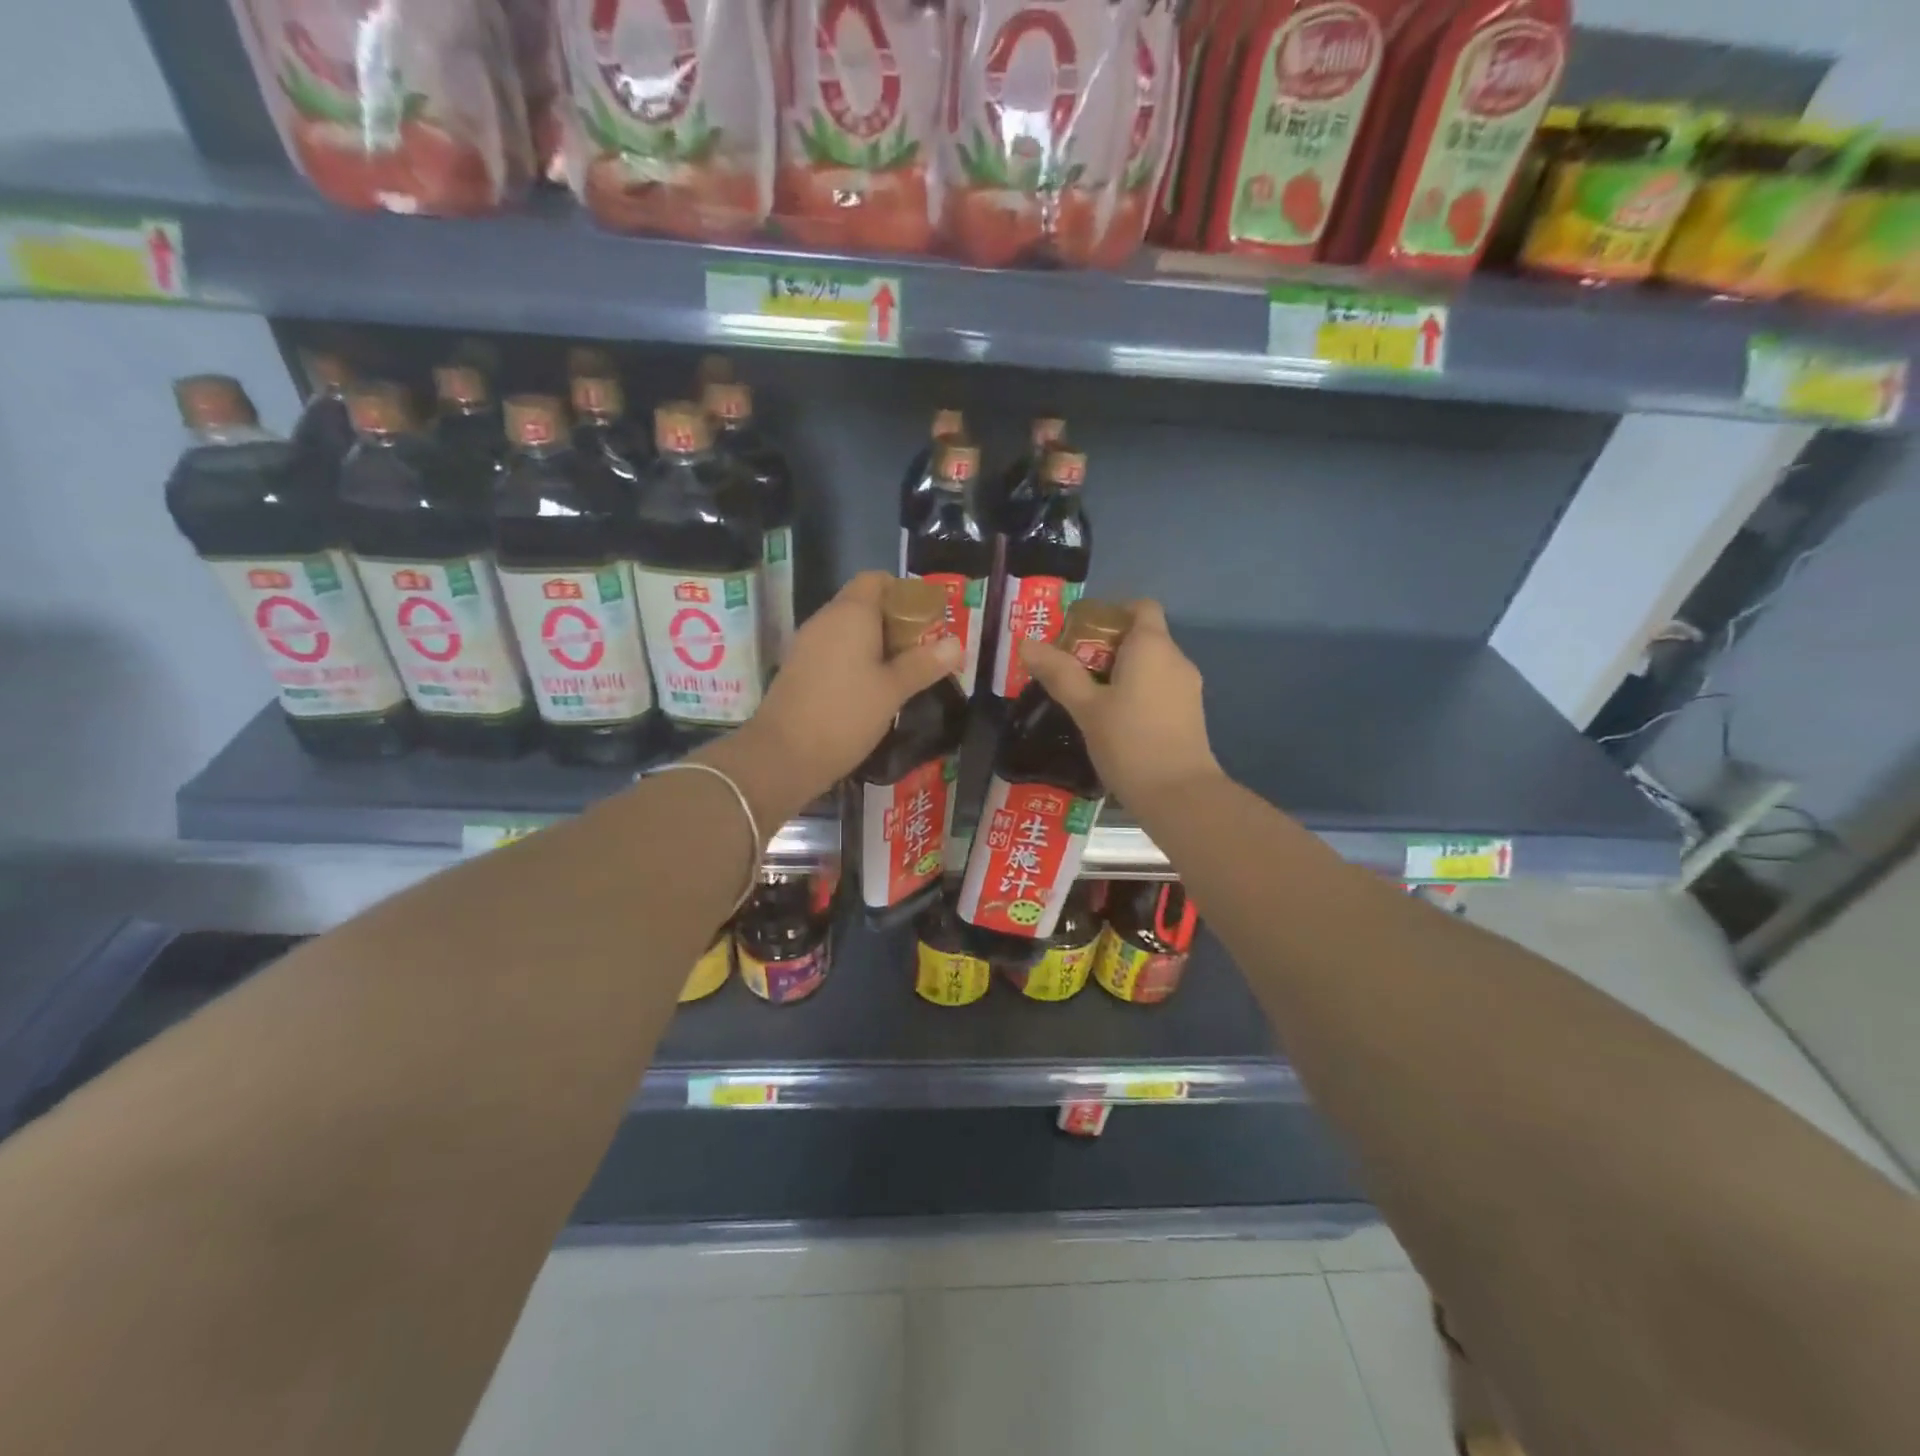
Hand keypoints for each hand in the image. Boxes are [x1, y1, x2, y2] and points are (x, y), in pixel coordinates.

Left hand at [713, 573, 961, 822]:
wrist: (783, 755)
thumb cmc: (845, 715)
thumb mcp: (893, 690)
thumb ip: (924, 664)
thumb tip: (956, 644)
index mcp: (851, 613)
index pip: (876, 580)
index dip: (903, 593)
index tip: (926, 620)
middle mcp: (825, 620)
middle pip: (863, 604)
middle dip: (894, 623)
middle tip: (922, 652)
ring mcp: (807, 644)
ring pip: (848, 631)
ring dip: (875, 645)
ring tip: (902, 673)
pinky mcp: (799, 669)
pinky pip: (833, 651)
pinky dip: (855, 661)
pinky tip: (871, 690)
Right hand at [1018, 600, 1222, 808]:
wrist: (1179, 795)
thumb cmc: (1129, 743)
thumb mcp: (1086, 707)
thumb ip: (1059, 673)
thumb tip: (1026, 643)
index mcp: (1152, 646)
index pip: (1140, 607)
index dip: (1111, 612)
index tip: (1081, 635)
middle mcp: (1176, 659)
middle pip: (1142, 636)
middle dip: (1106, 648)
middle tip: (1071, 671)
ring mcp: (1188, 688)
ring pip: (1150, 666)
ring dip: (1120, 673)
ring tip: (1087, 699)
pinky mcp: (1190, 714)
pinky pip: (1159, 688)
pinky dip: (1137, 693)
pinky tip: (1113, 722)